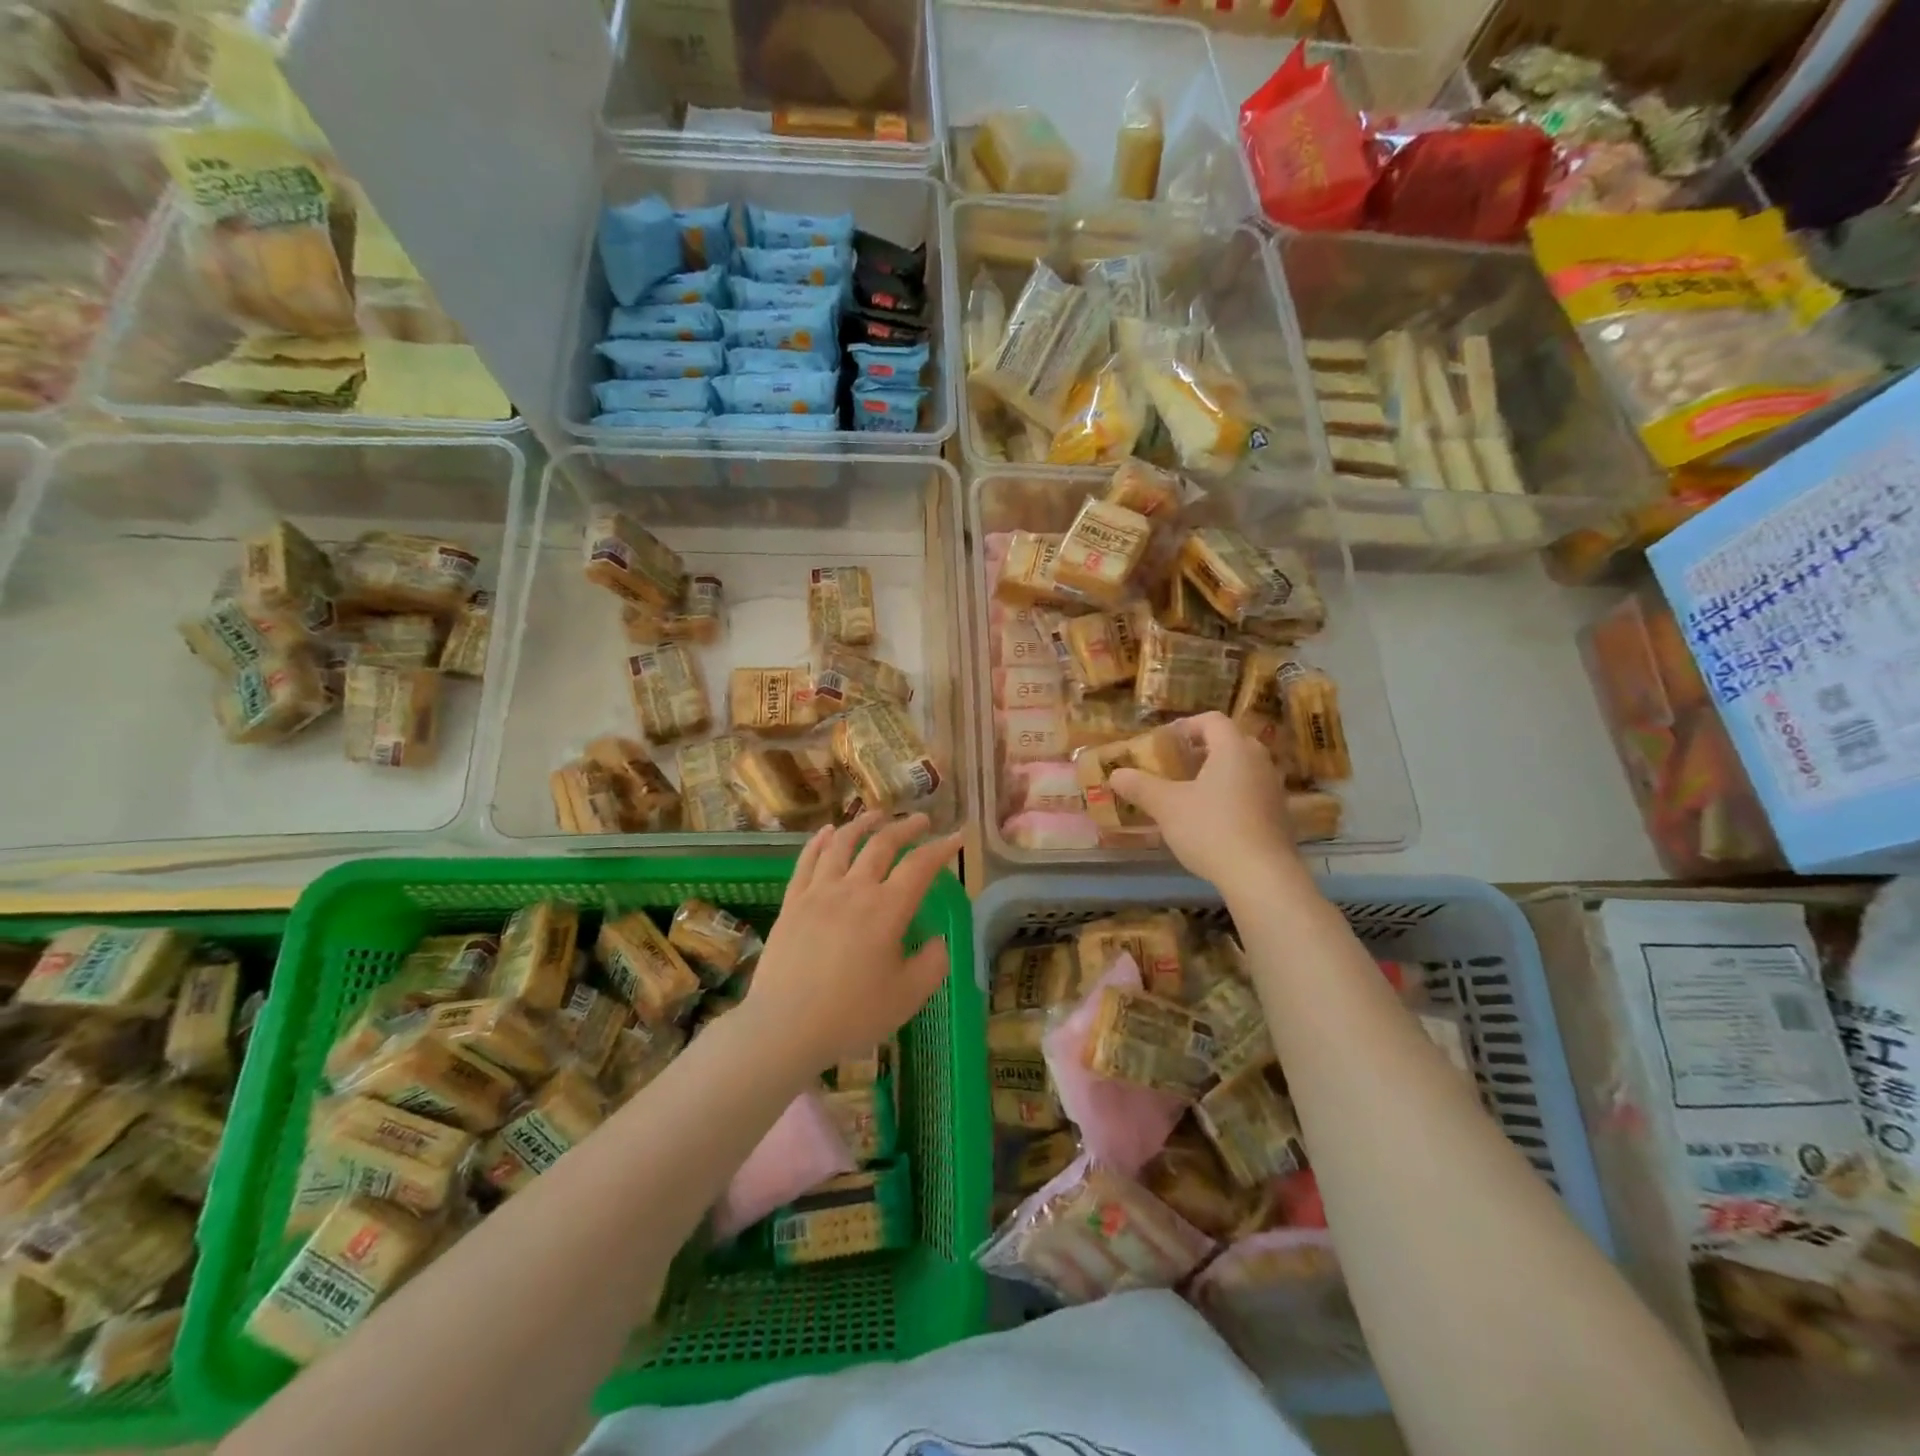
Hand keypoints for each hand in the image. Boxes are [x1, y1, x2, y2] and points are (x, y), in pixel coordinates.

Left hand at [742, 811, 962, 1078]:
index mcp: (887, 909)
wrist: (786, 1026)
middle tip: (920, 820)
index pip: (920, 866)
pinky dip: (820, 840)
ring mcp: (819, 892)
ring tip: (876, 815)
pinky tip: (828, 831)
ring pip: (843, 844)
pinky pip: (808, 860)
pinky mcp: (793, 902)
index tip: (955, 837)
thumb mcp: (908, 996)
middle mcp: (854, 889)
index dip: (941, 849)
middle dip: (905, 828)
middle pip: (882, 845)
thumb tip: (937, 940)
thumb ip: (932, 964)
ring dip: (863, 824)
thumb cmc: (853, 1014)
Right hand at [1110, 712, 1304, 895]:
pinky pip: (1252, 792)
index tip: (1165, 740)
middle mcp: (1259, 761)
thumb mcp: (1167, 807)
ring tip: (1191, 792)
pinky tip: (1212, 820)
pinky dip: (1231, 795)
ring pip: (1243, 768)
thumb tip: (1115, 774)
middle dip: (1202, 749)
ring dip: (1217, 773)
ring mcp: (1274, 789)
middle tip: (1176, 763)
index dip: (1186, 725)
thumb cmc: (1211, 829)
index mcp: (1233, 748)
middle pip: (1230, 742)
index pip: (1211, 720)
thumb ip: (1141, 787)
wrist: (1262, 876)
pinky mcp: (1280, 816)